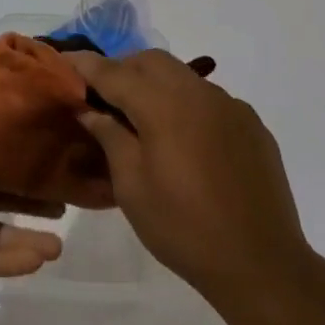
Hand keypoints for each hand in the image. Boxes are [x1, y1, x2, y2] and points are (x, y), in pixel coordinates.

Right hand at [64, 49, 314, 316]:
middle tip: (102, 96)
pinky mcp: (251, 125)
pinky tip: (183, 140)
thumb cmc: (183, 228)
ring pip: (182, 75)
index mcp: (164, 105)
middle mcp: (199, 93)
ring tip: (141, 119)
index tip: (63, 61)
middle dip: (122, 69)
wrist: (262, 264)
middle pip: (151, 61)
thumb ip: (109, 137)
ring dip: (155, 84)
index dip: (85, 65)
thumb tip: (89, 109)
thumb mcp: (131, 186)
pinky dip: (186, 104)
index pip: (114, 72)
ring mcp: (230, 106)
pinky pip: (209, 98)